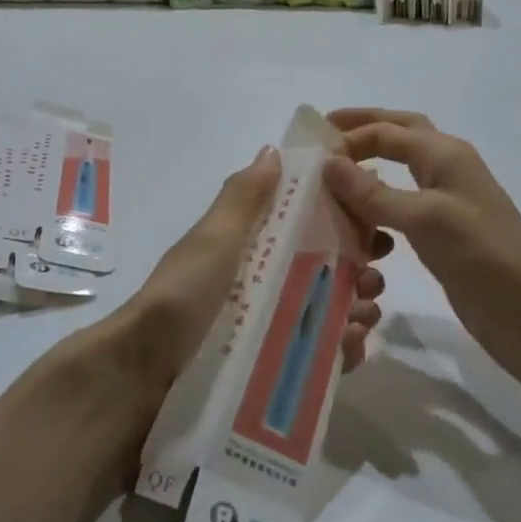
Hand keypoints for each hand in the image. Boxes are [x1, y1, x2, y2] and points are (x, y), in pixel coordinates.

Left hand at [116, 146, 384, 401]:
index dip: (343, 222)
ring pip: (330, 313)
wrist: (146, 372)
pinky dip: (342, 350)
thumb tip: (274, 150)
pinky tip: (350, 346)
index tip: (374, 224)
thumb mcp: (213, 238)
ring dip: (359, 310)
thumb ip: (244, 198)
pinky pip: (320, 357)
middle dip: (360, 271)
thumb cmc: (184, 294)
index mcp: (251, 249)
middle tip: (374, 280)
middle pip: (327, 272)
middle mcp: (265, 285)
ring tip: (365, 315)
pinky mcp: (276, 369)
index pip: (307, 227)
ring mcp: (272, 328)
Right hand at [321, 111, 520, 390]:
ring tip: (331, 190)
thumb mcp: (424, 218)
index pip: (387, 131)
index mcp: (445, 154)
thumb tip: (328, 163)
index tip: (307, 152)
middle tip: (323, 139)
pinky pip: (399, 213)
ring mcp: (445, 204)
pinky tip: (361, 235)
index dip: (348, 135)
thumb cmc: (483, 256)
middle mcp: (445, 170)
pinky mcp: (442, 236)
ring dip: (366, 178)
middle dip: (362, 131)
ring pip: (397, 176)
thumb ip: (373, 192)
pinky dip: (376, 215)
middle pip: (399, 135)